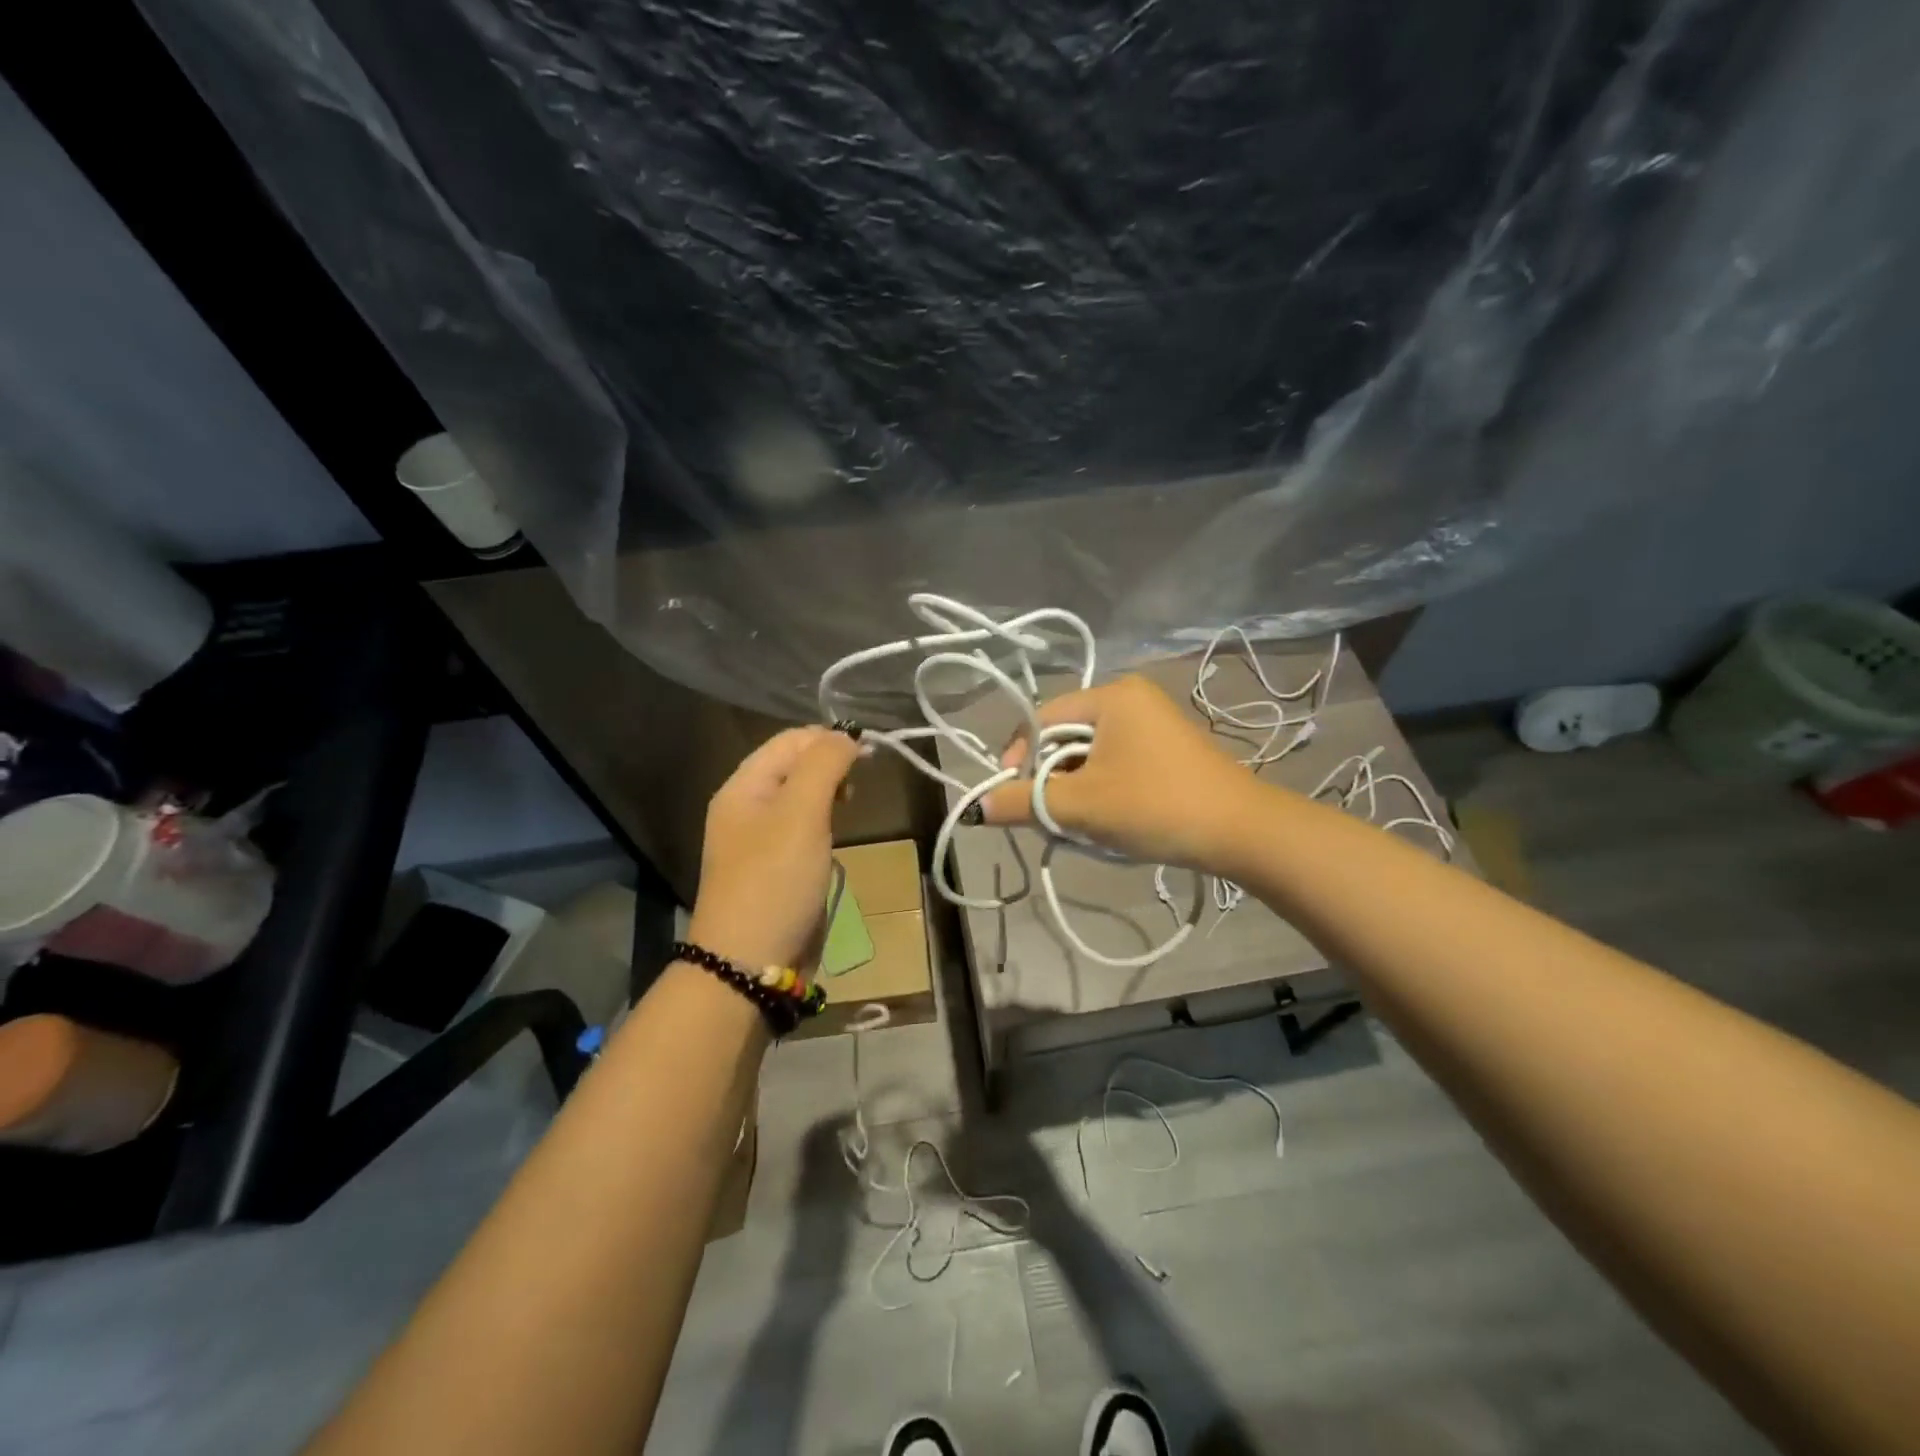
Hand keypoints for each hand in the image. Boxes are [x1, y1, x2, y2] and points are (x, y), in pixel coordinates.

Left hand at [686, 726, 861, 970]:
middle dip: (831, 764)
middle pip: (794, 766)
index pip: (790, 741)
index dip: (830, 738)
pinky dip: (824, 821)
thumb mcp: (801, 813)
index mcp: (743, 786)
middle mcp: (747, 806)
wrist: (750, 963)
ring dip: (830, 792)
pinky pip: (802, 828)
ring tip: (852, 803)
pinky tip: (838, 833)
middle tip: (860, 784)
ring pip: (801, 797)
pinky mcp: (776, 867)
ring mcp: (760, 839)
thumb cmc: (775, 880)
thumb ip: (824, 765)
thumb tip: (847, 735)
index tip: (871, 753)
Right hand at [980, 675, 1259, 873]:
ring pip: (1088, 755)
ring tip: (1080, 823)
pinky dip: (1100, 789)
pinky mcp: (1166, 750)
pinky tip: (1108, 819)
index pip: (1041, 720)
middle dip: (1050, 779)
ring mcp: (1152, 723)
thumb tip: (976, 808)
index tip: (1011, 797)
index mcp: (1110, 695)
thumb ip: (1023, 802)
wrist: (1241, 832)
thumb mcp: (1080, 805)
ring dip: (1074, 789)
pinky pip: (1114, 763)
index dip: (1018, 758)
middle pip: (1065, 737)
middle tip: (1048, 817)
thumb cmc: (1154, 805)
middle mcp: (1131, 699)